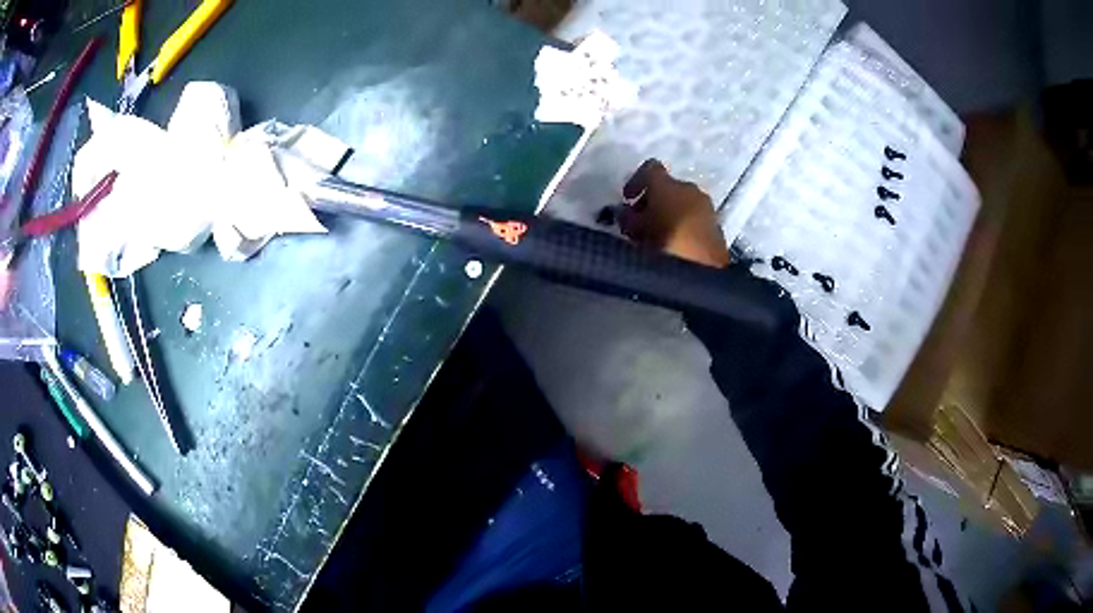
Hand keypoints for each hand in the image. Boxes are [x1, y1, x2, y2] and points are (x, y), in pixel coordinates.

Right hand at [617, 159, 730, 267]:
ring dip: (669, 213)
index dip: (636, 181)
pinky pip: (694, 218)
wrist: (703, 269)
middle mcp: (689, 188)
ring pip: (682, 203)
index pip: (650, 168)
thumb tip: (623, 212)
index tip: (627, 199)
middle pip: (667, 187)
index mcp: (668, 184)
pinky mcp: (716, 225)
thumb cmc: (664, 243)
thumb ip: (626, 218)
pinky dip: (683, 225)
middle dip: (653, 201)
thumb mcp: (635, 230)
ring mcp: (706, 206)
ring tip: (658, 236)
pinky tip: (676, 245)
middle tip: (640, 222)